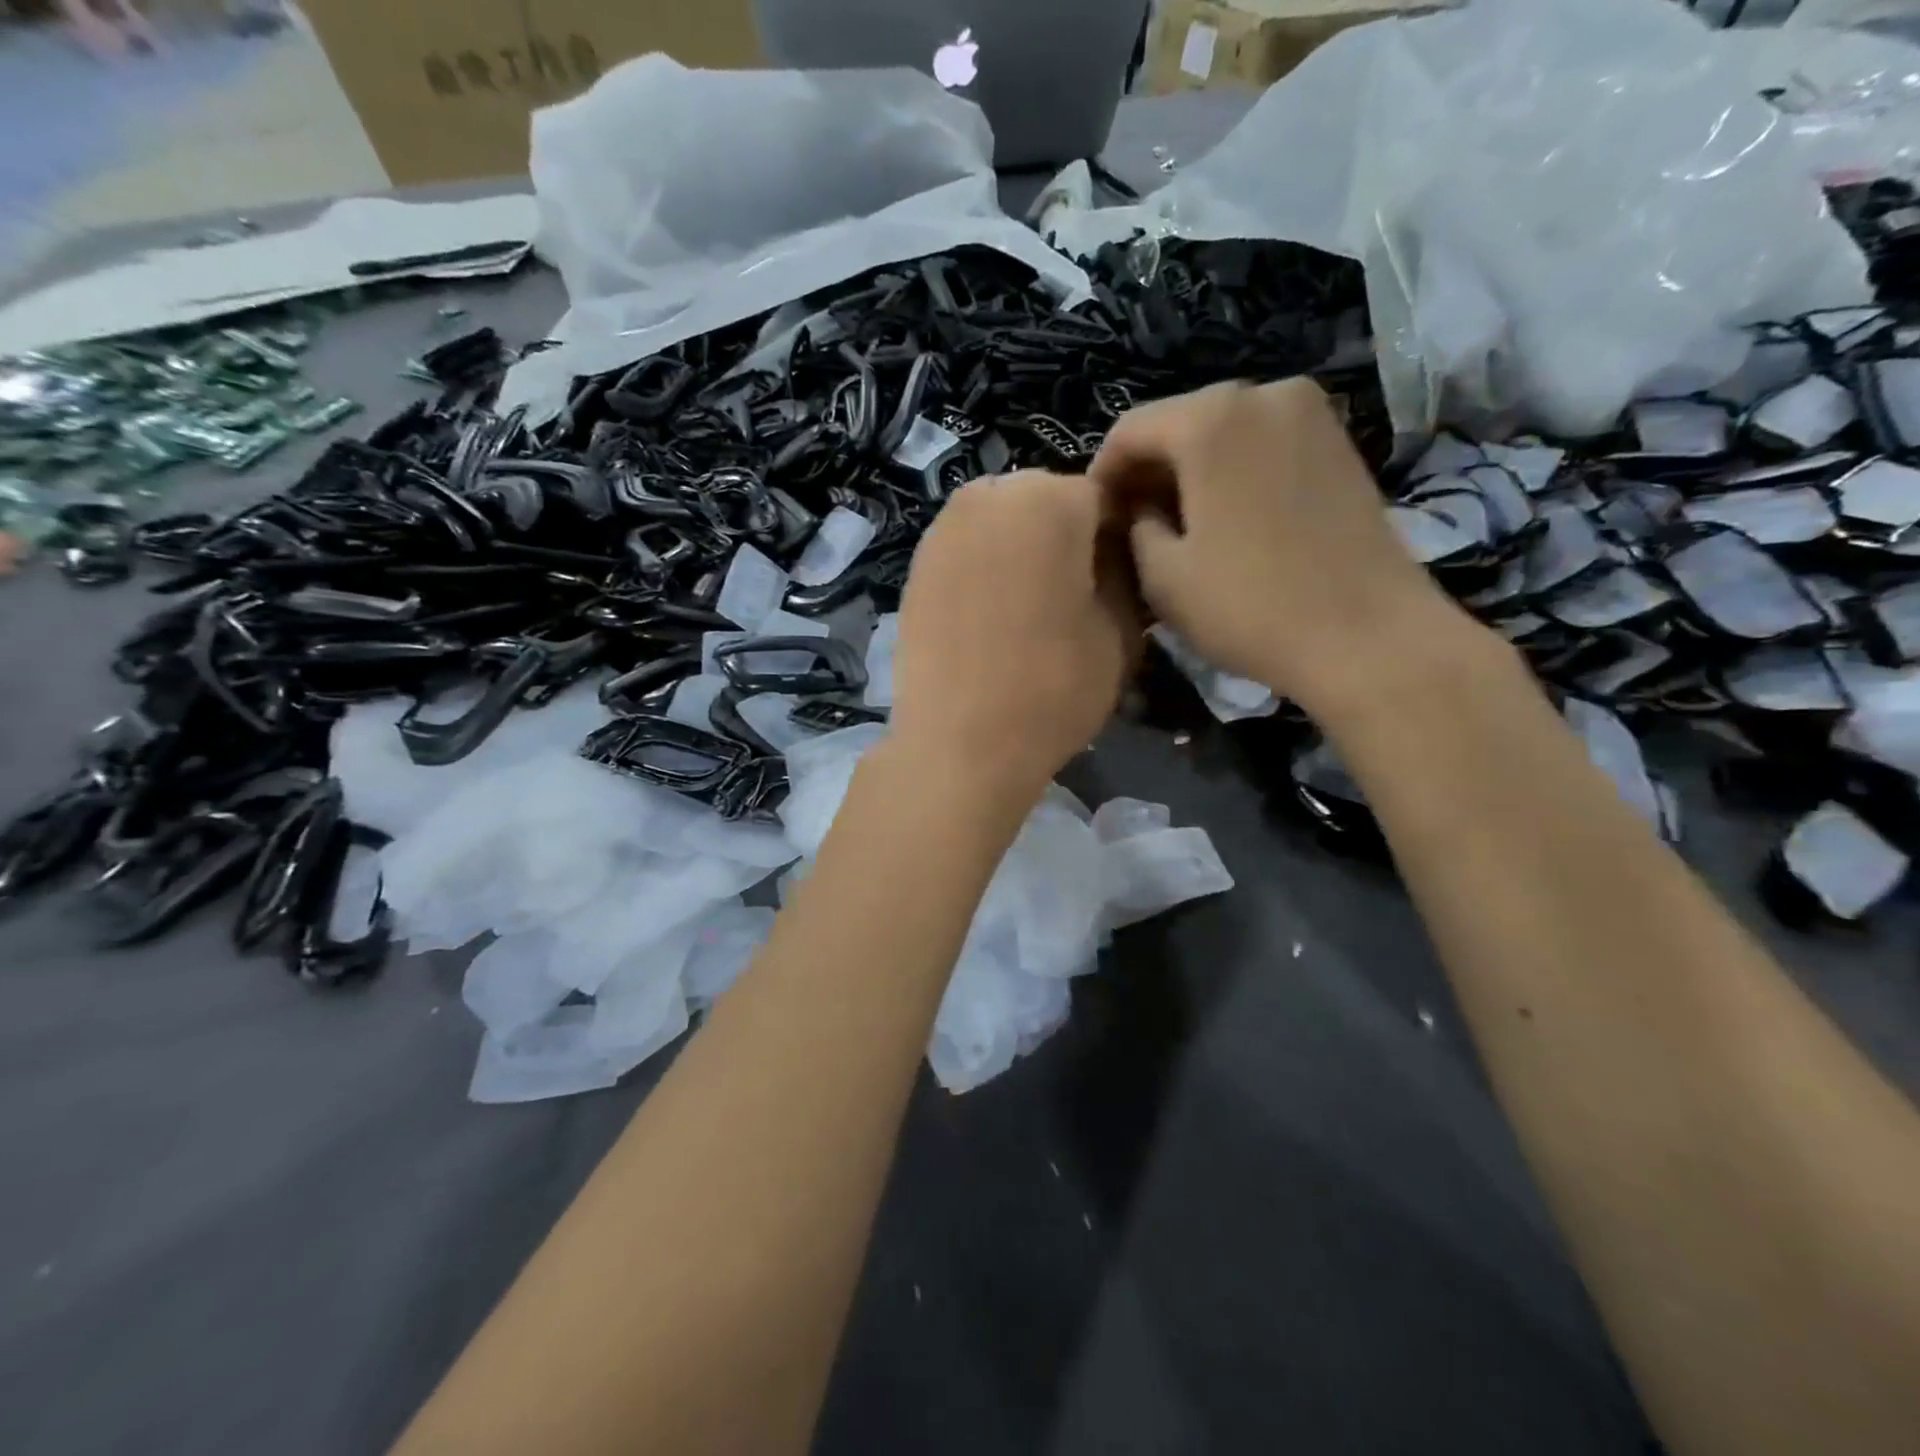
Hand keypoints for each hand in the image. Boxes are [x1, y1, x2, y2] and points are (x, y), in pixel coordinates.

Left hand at [888, 470, 1141, 804]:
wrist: (959, 743)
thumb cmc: (1053, 687)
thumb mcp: (1121, 632)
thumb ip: (1127, 576)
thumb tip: (1117, 556)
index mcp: (1050, 498)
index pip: (1104, 499)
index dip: (1118, 541)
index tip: (1120, 583)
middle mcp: (990, 494)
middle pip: (1047, 504)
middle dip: (1066, 539)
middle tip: (1075, 597)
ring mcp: (943, 527)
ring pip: (1003, 524)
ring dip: (1023, 553)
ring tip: (1031, 611)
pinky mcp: (916, 565)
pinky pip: (968, 550)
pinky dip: (986, 570)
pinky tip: (992, 619)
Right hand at [1089, 378, 1463, 716]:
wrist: (1367, 636)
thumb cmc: (1249, 606)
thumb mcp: (1163, 576)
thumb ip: (1135, 527)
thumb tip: (1141, 509)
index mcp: (1210, 419)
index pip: (1129, 430)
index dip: (1103, 475)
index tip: (1096, 519)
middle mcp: (1262, 393)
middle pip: (1179, 423)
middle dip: (1148, 472)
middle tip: (1132, 524)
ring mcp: (1310, 414)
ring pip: (1223, 433)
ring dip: (1190, 473)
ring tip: (1178, 525)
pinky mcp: (1339, 442)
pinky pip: (1262, 444)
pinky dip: (1233, 472)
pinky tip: (1227, 519)